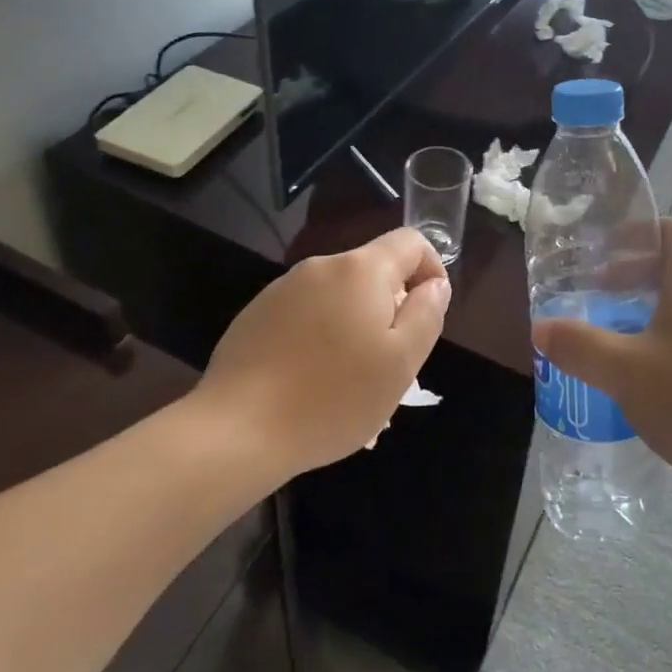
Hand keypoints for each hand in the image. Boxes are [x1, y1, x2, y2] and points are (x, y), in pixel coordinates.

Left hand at [199, 228, 450, 476]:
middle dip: (390, 307)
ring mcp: (283, 288)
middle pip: (373, 271)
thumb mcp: (402, 363)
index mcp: (361, 269)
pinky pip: (305, 314)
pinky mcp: (257, 314)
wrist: (237, 430)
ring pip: (338, 296)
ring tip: (348, 381)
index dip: (431, 270)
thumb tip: (435, 285)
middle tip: (388, 363)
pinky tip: (309, 381)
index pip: (411, 241)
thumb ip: (427, 313)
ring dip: (354, 325)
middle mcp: (322, 267)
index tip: (427, 315)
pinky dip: (319, 336)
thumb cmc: (333, 398)